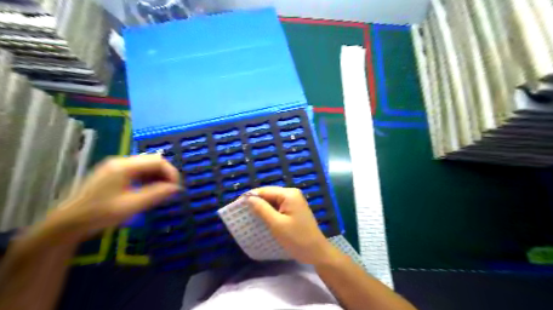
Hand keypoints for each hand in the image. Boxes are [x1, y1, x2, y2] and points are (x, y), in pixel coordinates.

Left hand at [31, 155, 180, 244]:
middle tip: (170, 190)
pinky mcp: (113, 173)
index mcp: (124, 166)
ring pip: (146, 165)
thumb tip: (176, 188)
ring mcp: (116, 167)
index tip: (176, 188)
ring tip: (161, 192)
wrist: (68, 223)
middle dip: (165, 174)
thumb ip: (156, 194)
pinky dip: (147, 178)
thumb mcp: (131, 206)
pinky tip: (148, 190)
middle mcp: (121, 162)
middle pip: (152, 161)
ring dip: (157, 176)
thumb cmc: (100, 214)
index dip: (171, 172)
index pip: (157, 161)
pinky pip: (137, 171)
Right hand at [249, 185, 334, 264]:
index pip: (265, 191)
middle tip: (241, 212)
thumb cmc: (297, 239)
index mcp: (289, 194)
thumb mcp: (277, 224)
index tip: (236, 205)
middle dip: (256, 202)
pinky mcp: (294, 209)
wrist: (316, 252)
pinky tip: (261, 218)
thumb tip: (248, 198)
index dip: (250, 197)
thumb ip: (262, 209)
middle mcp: (292, 194)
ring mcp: (294, 201)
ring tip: (248, 215)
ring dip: (262, 207)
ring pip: (273, 201)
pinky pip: (278, 207)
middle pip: (269, 194)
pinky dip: (269, 212)